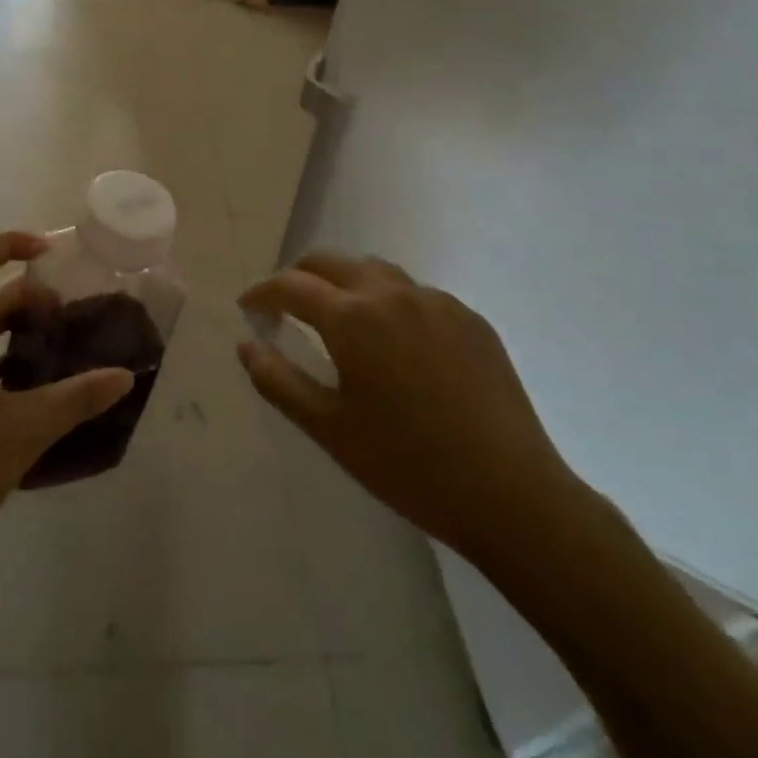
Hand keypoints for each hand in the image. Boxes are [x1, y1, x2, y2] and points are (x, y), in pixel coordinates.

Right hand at [238, 254, 583, 564]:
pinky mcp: (469, 317)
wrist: (512, 496)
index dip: (263, 293)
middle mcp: (391, 293)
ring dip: (344, 283)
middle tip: (285, 308)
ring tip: (339, 319)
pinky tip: (397, 344)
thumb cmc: (407, 466)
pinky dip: (389, 302)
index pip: (291, 285)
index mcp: (351, 317)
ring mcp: (436, 301)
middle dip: (299, 277)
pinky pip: (415, 293)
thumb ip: (277, 380)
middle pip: (330, 261)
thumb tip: (246, 343)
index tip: (249, 308)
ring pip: (374, 271)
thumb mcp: (329, 429)